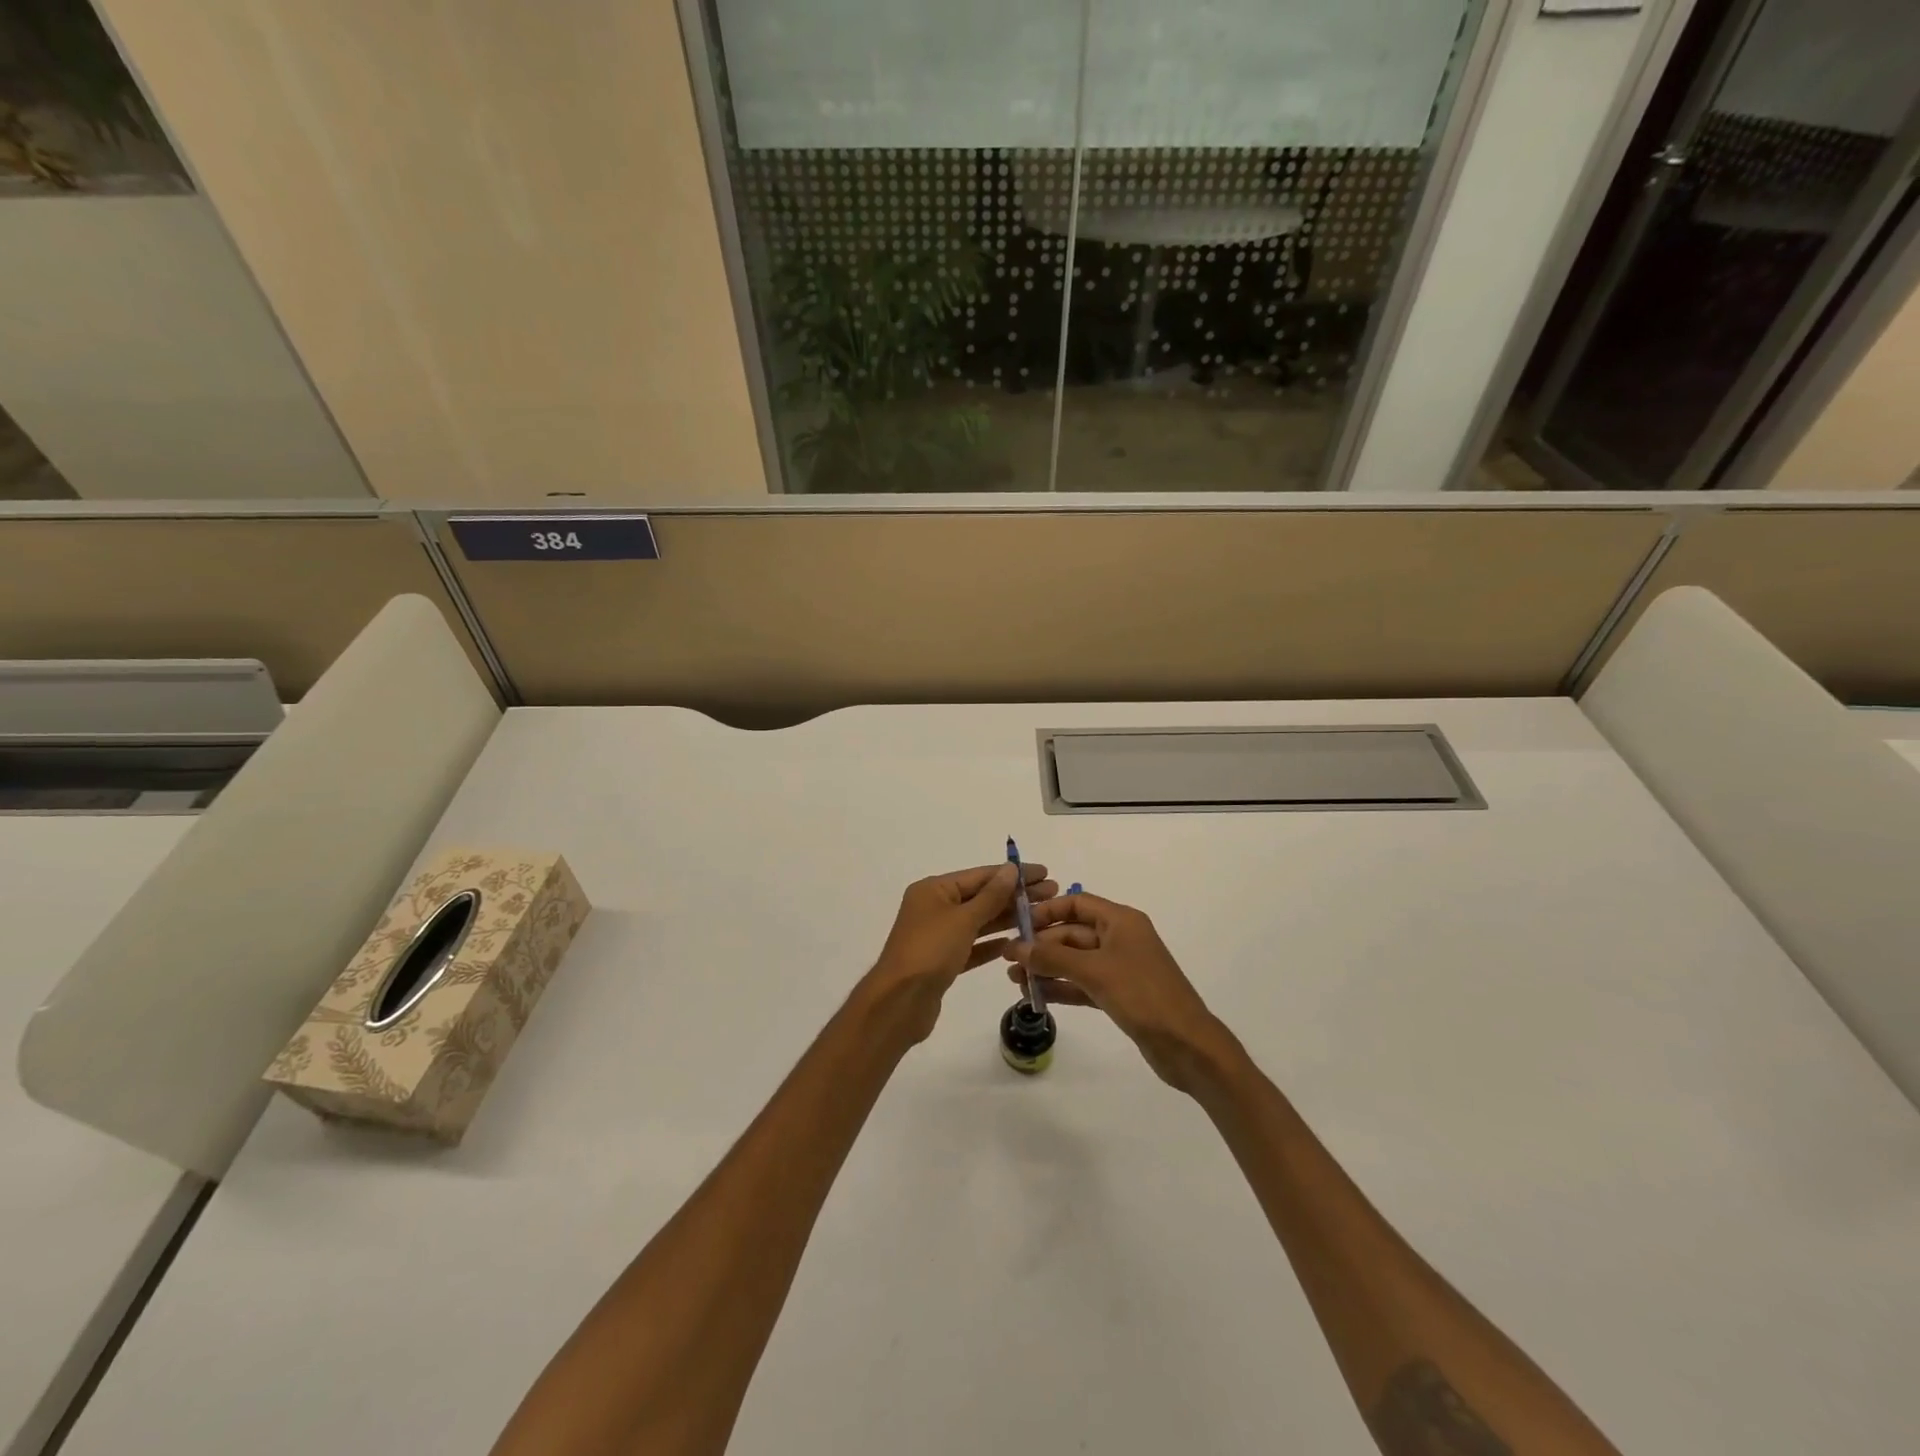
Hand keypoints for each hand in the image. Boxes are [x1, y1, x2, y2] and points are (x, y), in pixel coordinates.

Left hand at [863, 861, 1055, 1045]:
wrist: (900, 1002)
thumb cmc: (930, 951)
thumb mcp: (963, 919)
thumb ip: (990, 896)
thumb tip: (1010, 869)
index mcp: (934, 890)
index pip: (980, 876)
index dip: (1013, 874)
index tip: (1044, 873)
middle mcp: (935, 907)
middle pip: (981, 897)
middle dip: (1015, 895)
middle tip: (1052, 893)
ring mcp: (938, 935)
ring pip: (979, 922)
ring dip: (1007, 918)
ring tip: (1042, 916)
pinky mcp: (943, 961)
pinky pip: (973, 946)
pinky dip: (992, 943)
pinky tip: (1016, 942)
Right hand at [1002, 892, 1236, 1092]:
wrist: (1187, 1045)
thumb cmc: (1143, 995)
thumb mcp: (1095, 972)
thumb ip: (1053, 958)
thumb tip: (1016, 947)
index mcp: (1121, 921)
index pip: (1077, 903)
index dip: (1047, 911)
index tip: (1018, 925)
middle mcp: (1120, 939)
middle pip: (1072, 933)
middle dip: (1041, 946)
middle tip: (1009, 960)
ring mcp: (1120, 968)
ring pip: (1075, 961)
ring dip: (1047, 968)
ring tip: (1015, 980)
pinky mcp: (1119, 995)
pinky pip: (1083, 984)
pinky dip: (1062, 987)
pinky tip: (1037, 996)